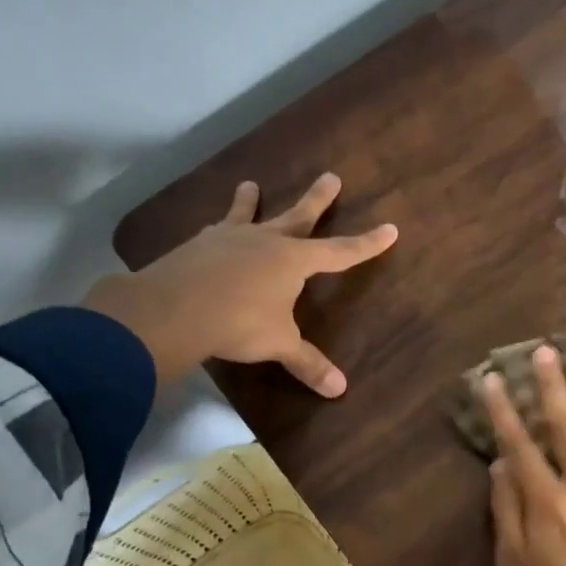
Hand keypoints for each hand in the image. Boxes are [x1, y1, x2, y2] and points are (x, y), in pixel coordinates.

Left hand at [83, 173, 396, 393]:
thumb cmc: (240, 323)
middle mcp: (265, 241)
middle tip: (331, 176)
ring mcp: (229, 239)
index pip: (340, 252)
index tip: (389, 229)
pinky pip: (215, 232)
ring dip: (251, 201)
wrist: (176, 309)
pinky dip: (220, 229)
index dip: (366, 244)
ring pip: (248, 215)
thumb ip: (308, 363)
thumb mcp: (279, 344)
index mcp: (294, 261)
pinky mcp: (198, 246)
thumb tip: (340, 389)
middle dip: (318, 200)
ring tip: (250, 184)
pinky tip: (213, 229)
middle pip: (298, 217)